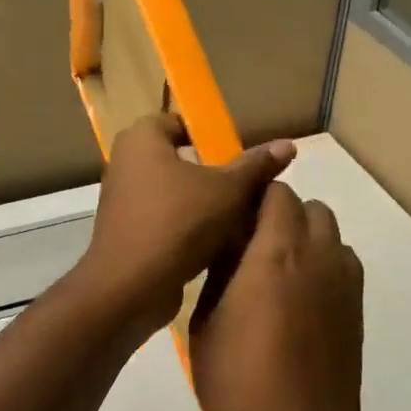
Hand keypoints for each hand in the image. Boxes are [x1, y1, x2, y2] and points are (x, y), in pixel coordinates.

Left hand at [74, 114, 295, 339]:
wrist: (131, 287)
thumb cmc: (178, 224)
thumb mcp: (228, 191)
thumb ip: (256, 166)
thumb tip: (288, 145)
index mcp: (141, 139)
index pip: (180, 123)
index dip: (211, 137)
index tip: (238, 160)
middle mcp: (125, 164)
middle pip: (180, 161)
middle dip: (213, 175)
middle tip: (245, 192)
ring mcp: (123, 201)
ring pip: (175, 194)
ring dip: (204, 206)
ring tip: (239, 220)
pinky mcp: (127, 234)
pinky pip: (165, 221)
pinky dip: (188, 229)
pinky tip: (218, 246)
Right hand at [190, 182, 367, 410]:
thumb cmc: (237, 380)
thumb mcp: (206, 322)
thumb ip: (220, 274)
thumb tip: (230, 250)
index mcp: (277, 251)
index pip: (276, 193)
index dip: (253, 200)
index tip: (231, 222)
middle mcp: (320, 255)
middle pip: (310, 208)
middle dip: (281, 215)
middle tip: (250, 248)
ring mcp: (345, 283)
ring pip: (331, 235)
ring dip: (305, 239)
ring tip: (275, 277)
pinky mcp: (358, 310)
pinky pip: (343, 266)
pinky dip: (323, 267)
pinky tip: (298, 304)